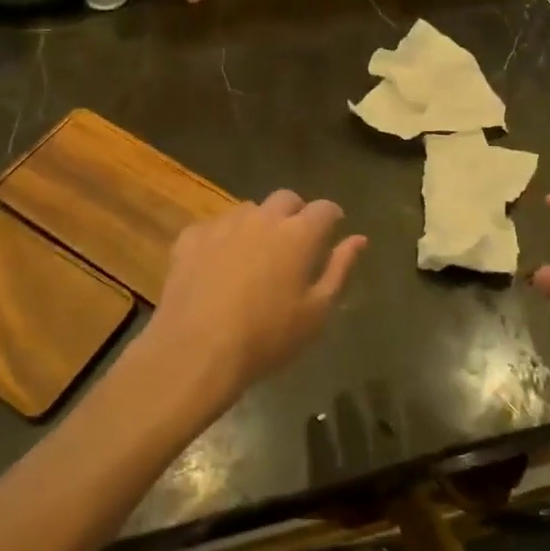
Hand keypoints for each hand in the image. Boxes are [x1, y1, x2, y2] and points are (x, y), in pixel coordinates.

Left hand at [142, 190, 366, 415]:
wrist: (196, 352)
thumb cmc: (267, 337)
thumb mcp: (316, 312)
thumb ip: (339, 269)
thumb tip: (358, 239)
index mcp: (298, 234)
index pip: (325, 208)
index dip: (332, 217)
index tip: (332, 232)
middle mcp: (263, 218)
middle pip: (286, 198)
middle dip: (296, 212)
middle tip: (295, 242)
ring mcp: (224, 225)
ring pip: (249, 210)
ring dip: (259, 224)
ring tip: (256, 253)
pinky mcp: (191, 238)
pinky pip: (214, 227)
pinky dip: (223, 238)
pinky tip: (218, 264)